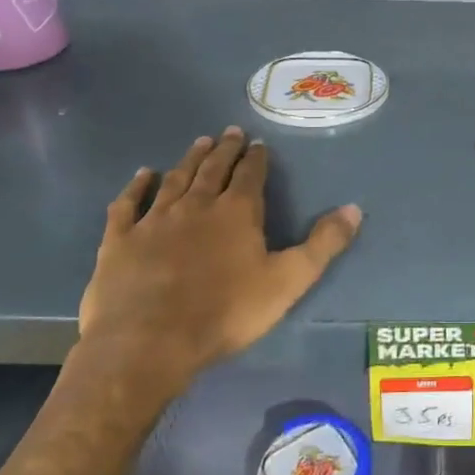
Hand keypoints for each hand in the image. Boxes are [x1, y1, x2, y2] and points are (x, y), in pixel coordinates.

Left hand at [78, 127, 362, 389]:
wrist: (149, 341)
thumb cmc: (226, 313)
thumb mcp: (288, 281)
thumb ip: (322, 244)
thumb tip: (354, 208)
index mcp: (236, 212)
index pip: (250, 175)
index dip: (256, 158)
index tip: (259, 143)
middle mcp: (195, 205)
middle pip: (213, 169)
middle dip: (224, 150)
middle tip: (230, 132)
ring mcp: (154, 220)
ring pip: (175, 179)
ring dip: (189, 160)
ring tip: (199, 142)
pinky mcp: (120, 240)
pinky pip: (129, 204)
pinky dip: (136, 186)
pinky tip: (142, 175)